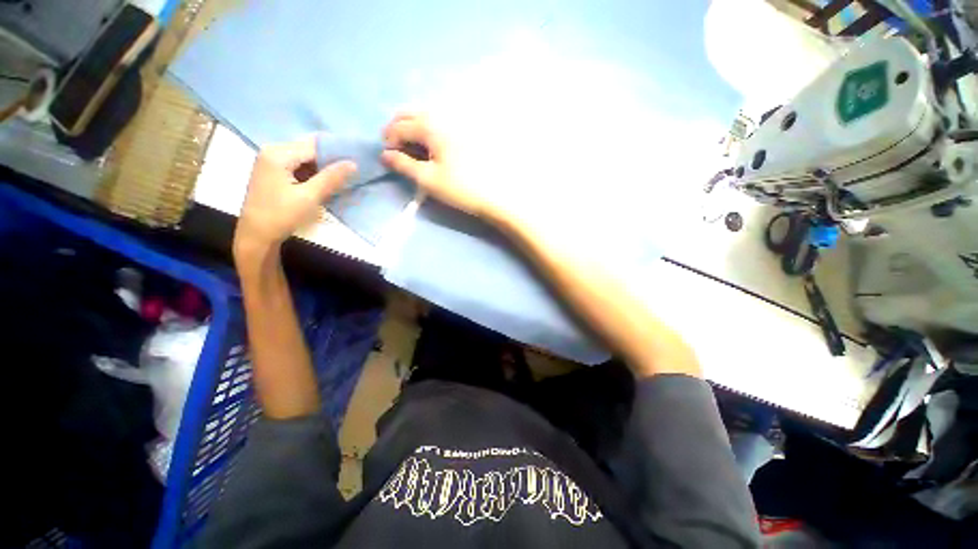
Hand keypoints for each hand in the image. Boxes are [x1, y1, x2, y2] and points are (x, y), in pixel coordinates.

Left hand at [234, 136, 355, 258]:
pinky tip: (325, 182)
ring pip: (305, 158)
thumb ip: (331, 178)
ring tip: (343, 176)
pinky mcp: (273, 171)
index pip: (314, 146)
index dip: (336, 153)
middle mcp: (272, 150)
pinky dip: (313, 172)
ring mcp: (271, 160)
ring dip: (323, 167)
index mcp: (278, 153)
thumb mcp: (309, 197)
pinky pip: (298, 165)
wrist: (256, 235)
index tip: (357, 161)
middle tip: (352, 170)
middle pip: (308, 149)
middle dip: (330, 159)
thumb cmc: (281, 215)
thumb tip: (353, 163)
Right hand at [381, 113, 499, 220]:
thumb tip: (385, 155)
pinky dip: (429, 130)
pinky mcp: (467, 133)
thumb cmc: (460, 188)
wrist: (495, 195)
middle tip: (396, 149)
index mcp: (431, 126)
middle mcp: (444, 117)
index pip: (400, 126)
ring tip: (413, 149)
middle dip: (398, 128)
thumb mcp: (428, 179)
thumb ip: (403, 165)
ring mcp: (458, 123)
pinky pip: (440, 123)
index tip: (388, 157)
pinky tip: (432, 146)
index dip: (389, 140)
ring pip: (427, 116)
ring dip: (413, 127)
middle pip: (412, 114)